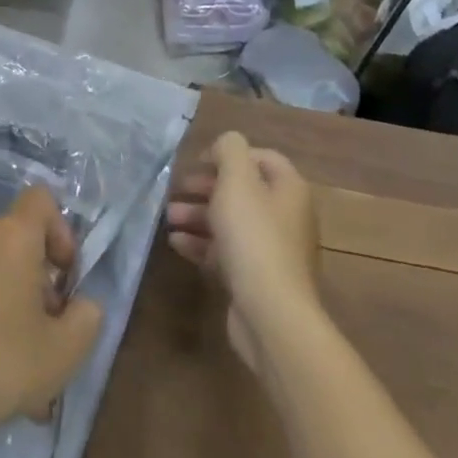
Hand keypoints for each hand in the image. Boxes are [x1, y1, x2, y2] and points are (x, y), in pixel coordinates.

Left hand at [0, 186, 102, 448]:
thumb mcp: (63, 351)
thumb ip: (87, 319)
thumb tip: (82, 306)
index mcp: (11, 235)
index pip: (41, 200)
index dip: (61, 233)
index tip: (64, 278)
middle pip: (17, 244)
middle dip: (38, 285)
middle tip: (46, 336)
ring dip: (10, 309)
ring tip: (19, 370)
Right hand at [167, 132, 321, 366]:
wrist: (270, 313)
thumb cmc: (253, 237)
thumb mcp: (237, 181)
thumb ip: (230, 151)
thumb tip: (225, 144)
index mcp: (288, 189)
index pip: (261, 158)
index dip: (228, 155)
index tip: (198, 162)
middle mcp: (285, 216)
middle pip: (242, 191)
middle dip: (206, 187)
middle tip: (177, 189)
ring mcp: (272, 250)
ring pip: (230, 222)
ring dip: (198, 215)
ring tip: (168, 218)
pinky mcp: (256, 278)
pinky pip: (226, 251)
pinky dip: (202, 244)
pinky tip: (176, 243)